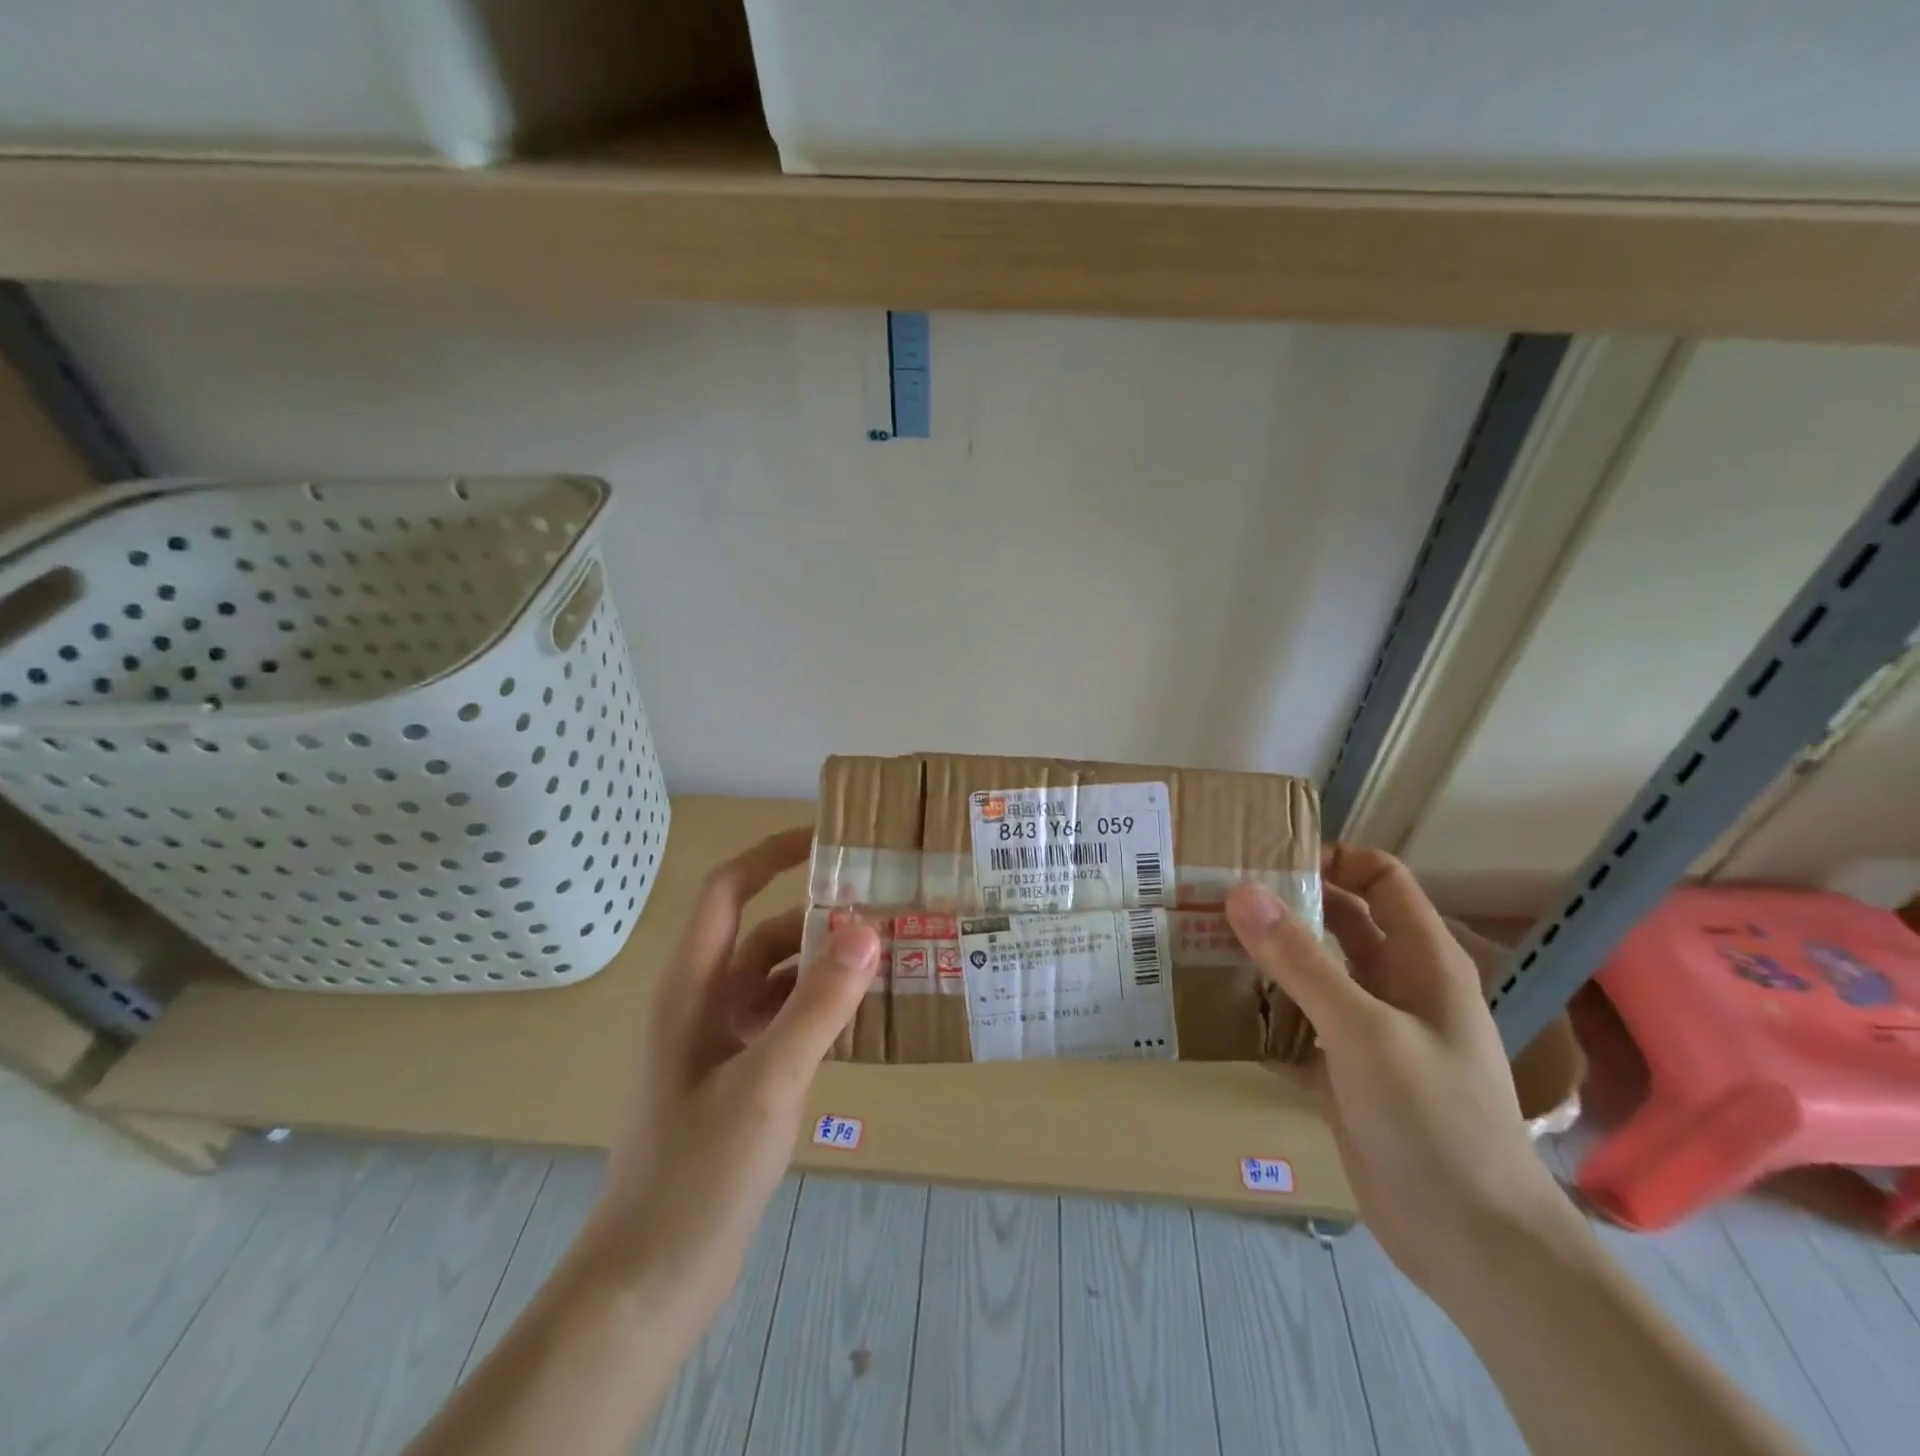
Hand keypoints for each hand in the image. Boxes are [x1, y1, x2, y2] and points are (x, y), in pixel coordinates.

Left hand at [586, 827, 879, 1329]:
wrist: (650, 1281)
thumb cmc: (696, 1173)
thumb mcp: (766, 1082)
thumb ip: (817, 1005)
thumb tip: (865, 930)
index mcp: (693, 987)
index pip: (727, 891)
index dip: (770, 854)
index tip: (827, 840)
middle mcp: (705, 1003)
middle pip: (764, 934)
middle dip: (819, 916)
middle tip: (884, 906)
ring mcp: (722, 1044)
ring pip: (780, 981)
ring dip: (826, 967)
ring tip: (890, 958)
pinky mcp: (740, 1080)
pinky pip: (787, 1023)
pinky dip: (823, 1010)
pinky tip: (866, 1019)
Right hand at [1226, 846, 1573, 1300]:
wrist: (1474, 1243)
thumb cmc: (1434, 1119)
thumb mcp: (1364, 1030)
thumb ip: (1301, 961)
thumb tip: (1242, 892)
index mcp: (1422, 961)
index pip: (1381, 879)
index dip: (1334, 858)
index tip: (1267, 858)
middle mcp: (1397, 986)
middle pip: (1341, 921)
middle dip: (1286, 904)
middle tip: (1218, 895)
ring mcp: (1371, 1031)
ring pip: (1315, 973)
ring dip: (1269, 957)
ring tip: (1206, 940)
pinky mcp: (1346, 1073)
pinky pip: (1298, 1024)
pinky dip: (1265, 1012)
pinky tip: (1220, 1008)